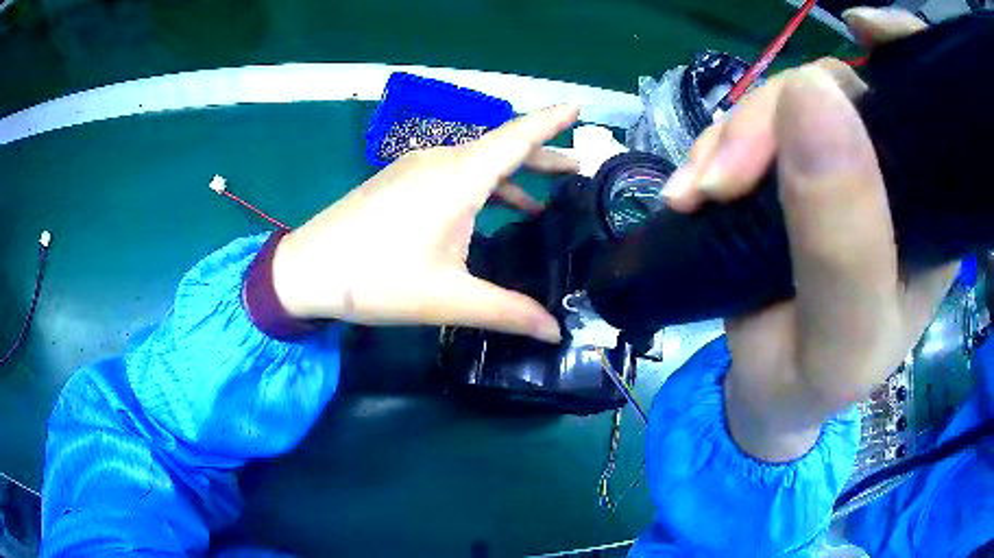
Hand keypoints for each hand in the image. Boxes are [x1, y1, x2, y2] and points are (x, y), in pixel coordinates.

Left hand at [271, 105, 579, 342]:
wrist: (306, 270)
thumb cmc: (377, 280)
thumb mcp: (449, 300)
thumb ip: (508, 313)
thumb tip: (555, 332)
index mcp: (458, 178)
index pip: (517, 138)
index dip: (552, 121)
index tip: (579, 107)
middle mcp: (440, 161)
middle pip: (501, 149)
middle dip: (543, 155)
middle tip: (577, 168)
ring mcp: (415, 168)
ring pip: (476, 162)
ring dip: (512, 175)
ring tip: (545, 196)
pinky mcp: (399, 180)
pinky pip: (453, 173)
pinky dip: (482, 186)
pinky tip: (490, 212)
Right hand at [663, 8, 956, 461]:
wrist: (772, 391)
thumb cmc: (817, 381)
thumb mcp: (840, 337)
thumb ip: (843, 240)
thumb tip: (810, 96)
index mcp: (931, 215)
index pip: (933, 112)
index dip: (905, 52)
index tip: (863, 31)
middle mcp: (895, 175)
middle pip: (844, 92)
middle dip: (777, 115)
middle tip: (722, 181)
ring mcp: (842, 163)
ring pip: (791, 101)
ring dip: (734, 137)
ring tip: (696, 198)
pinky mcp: (795, 166)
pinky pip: (756, 125)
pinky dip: (716, 145)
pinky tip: (693, 189)